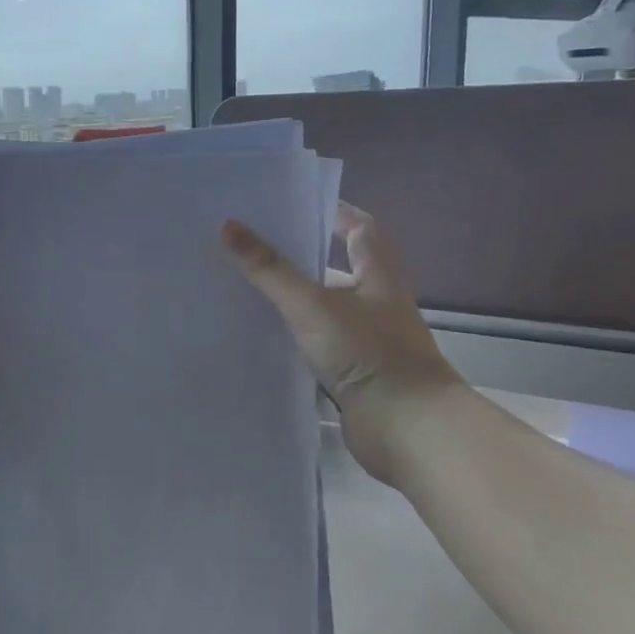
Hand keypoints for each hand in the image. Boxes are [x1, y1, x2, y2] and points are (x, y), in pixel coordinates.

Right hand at [222, 204, 460, 485]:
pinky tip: (262, 342)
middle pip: (340, 271)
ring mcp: (367, 343)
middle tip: (255, 248)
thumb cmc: (367, 353)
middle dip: (303, 258)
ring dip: (295, 303)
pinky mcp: (355, 376)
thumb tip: (228, 225)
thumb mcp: (311, 304)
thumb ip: (270, 269)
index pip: (361, 230)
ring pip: (326, 312)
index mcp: (378, 278)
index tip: (297, 205)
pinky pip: (319, 349)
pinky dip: (294, 342)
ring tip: (247, 292)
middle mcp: (376, 306)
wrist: (406, 428)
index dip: (335, 213)